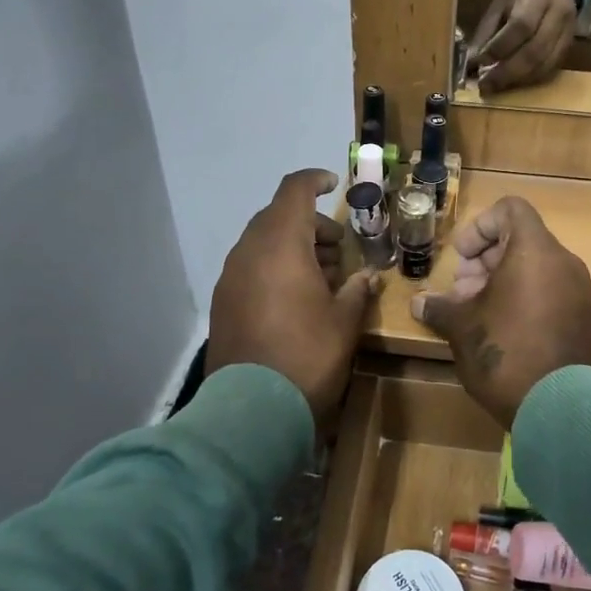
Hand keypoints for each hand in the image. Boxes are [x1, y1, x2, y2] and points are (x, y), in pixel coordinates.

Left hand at [209, 170, 379, 424]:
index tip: (334, 185)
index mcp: (281, 243)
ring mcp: (231, 277)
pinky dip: (274, 268)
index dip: (315, 181)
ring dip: (293, 248)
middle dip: (311, 225)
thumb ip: (357, 290)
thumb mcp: (345, 321)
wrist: (252, 409)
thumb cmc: (308, 354)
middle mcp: (249, 251)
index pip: (294, 191)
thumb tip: (368, 277)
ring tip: (322, 278)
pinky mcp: (223, 302)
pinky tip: (295, 299)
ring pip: (263, 243)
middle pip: (279, 217)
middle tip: (339, 249)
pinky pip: (251, 268)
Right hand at [409, 197, 590, 424]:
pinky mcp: (586, 318)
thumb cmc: (505, 353)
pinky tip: (503, 331)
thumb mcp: (461, 328)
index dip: (480, 226)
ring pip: (536, 268)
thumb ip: (440, 308)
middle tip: (461, 293)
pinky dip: (525, 298)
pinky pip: (552, 291)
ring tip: (477, 314)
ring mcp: (580, 291)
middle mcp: (563, 262)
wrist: (561, 408)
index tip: (462, 258)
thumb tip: (419, 304)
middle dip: (485, 260)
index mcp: (535, 251)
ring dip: (502, 282)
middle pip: (521, 239)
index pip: (510, 209)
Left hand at [469, 0, 579, 95]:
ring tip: (495, 86)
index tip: (478, 62)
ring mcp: (568, 33)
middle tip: (485, 85)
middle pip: (534, 50)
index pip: (521, 26)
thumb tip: (472, 61)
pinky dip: (528, 80)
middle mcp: (559, 15)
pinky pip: (550, 69)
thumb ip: (487, 29)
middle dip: (506, 72)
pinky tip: (512, 83)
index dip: (499, 47)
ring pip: (543, 64)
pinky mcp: (570, 47)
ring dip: (517, 80)